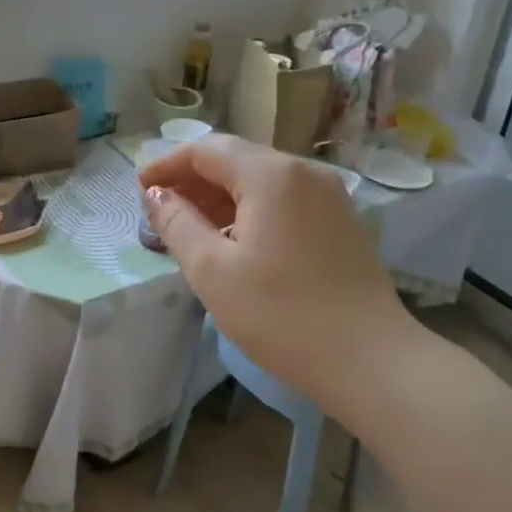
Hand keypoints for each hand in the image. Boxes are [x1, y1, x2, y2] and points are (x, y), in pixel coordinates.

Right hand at [140, 135, 417, 414]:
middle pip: (234, 158)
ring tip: (190, 226)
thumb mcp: (212, 270)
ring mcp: (328, 194)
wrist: (371, 361)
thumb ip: (177, 223)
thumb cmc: (281, 315)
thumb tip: (156, 195)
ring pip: (260, 179)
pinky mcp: (340, 219)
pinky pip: (283, 198)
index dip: (167, 165)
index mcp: (270, 174)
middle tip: (160, 210)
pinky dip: (250, 208)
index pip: (205, 150)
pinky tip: (234, 239)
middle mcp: (302, 171)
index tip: (139, 189)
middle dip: (192, 179)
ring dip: (220, 194)